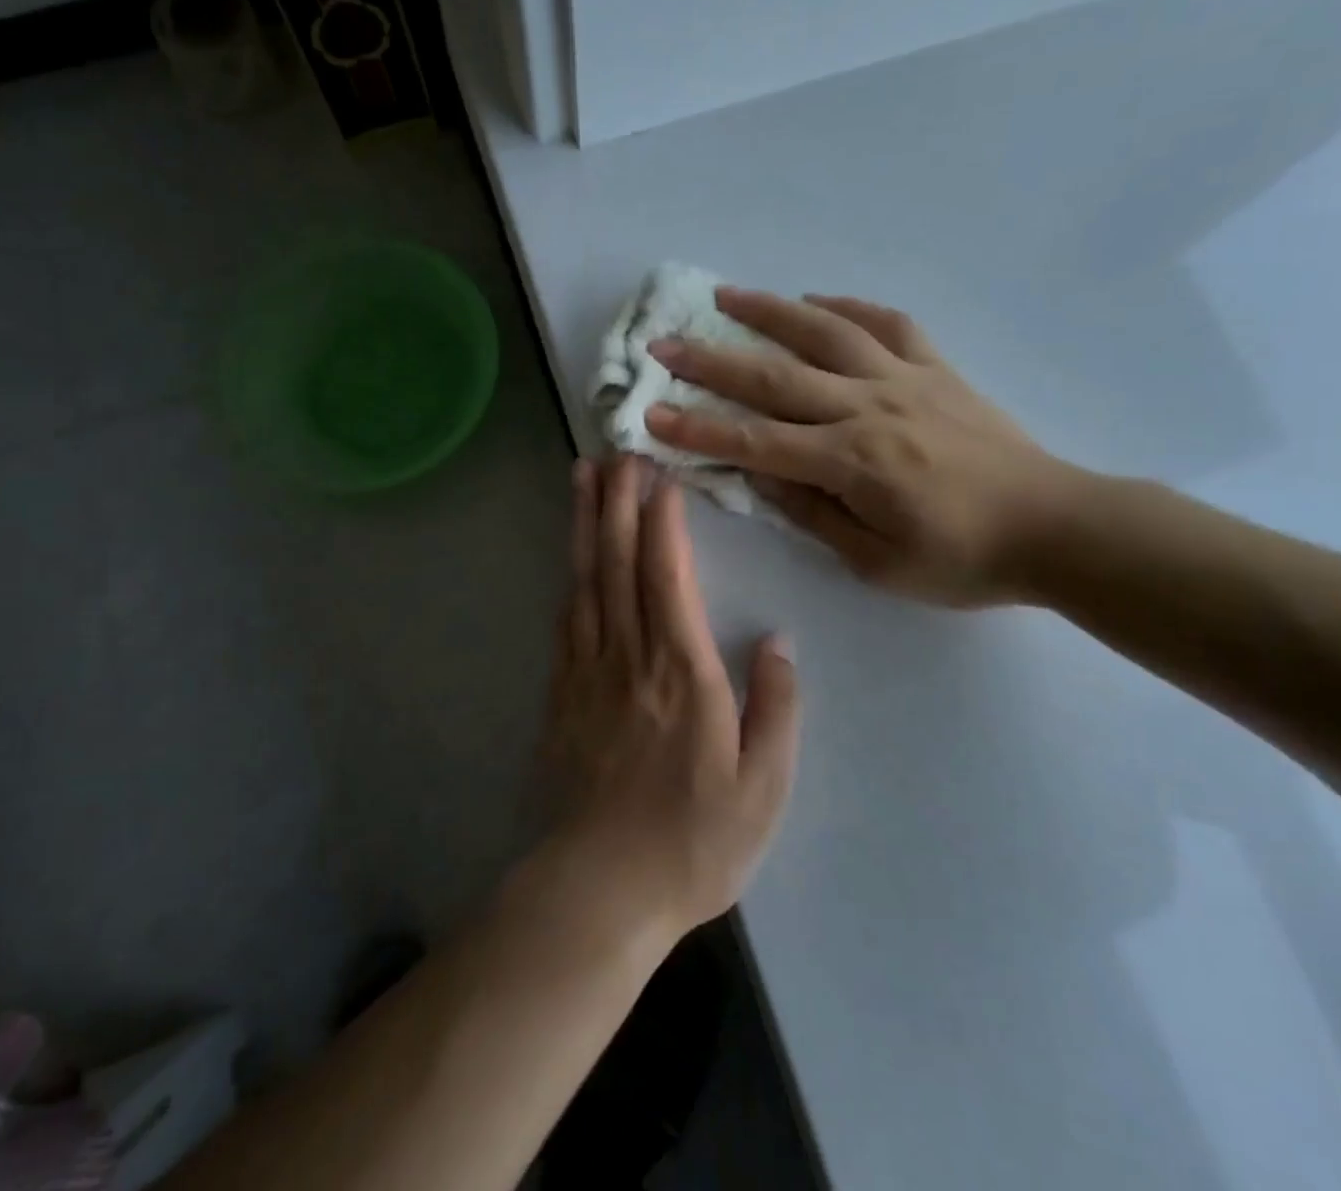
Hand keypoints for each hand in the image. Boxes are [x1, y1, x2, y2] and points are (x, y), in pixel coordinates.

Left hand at [539, 456, 799, 939]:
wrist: (600, 888)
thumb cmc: (692, 841)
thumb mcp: (763, 787)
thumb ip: (776, 707)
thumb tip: (777, 641)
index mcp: (683, 672)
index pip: (668, 575)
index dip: (661, 519)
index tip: (660, 475)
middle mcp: (631, 656)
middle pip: (619, 562)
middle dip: (617, 501)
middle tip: (615, 451)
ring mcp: (589, 671)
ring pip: (586, 580)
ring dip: (585, 524)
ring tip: (581, 476)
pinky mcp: (563, 693)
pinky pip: (567, 618)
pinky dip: (570, 574)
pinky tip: (571, 553)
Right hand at [644, 288, 1079, 607]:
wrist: (1056, 526)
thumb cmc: (962, 559)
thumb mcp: (876, 562)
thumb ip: (812, 513)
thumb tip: (758, 474)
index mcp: (851, 462)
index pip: (755, 442)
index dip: (698, 430)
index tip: (650, 415)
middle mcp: (869, 407)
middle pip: (776, 376)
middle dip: (711, 360)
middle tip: (663, 342)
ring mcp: (905, 379)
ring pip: (826, 332)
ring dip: (770, 311)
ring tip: (725, 296)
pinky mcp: (936, 369)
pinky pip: (887, 324)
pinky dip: (847, 307)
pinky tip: (816, 301)